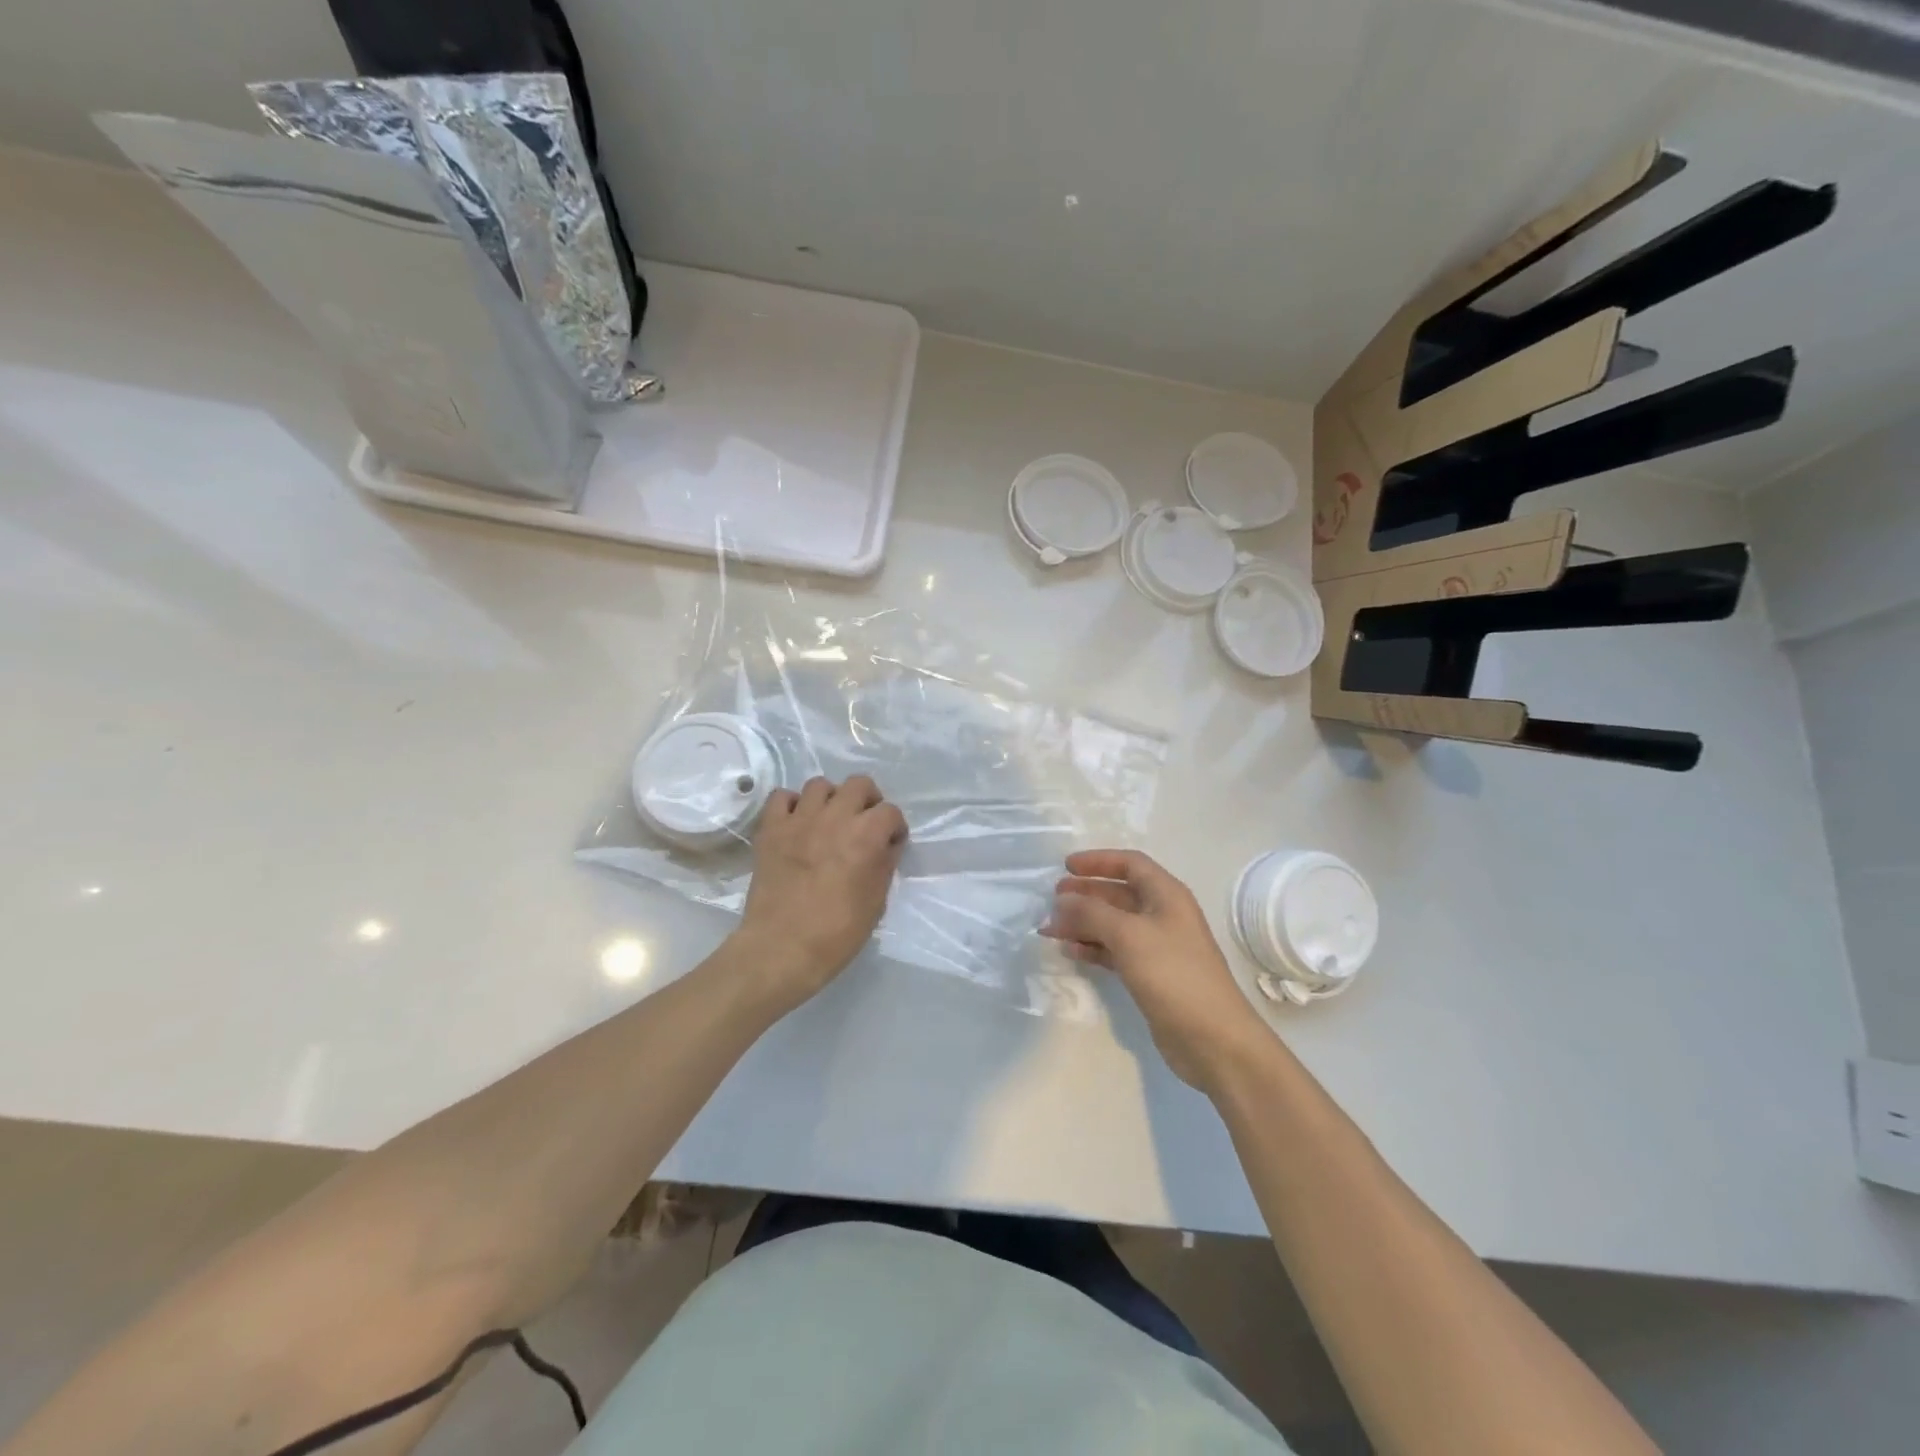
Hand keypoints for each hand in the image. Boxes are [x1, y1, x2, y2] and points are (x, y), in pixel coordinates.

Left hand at [735, 775, 908, 1010]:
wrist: (781, 948)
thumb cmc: (837, 933)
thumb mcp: (876, 902)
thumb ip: (883, 865)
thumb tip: (885, 847)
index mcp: (866, 835)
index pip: (891, 812)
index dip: (894, 828)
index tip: (891, 844)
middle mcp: (835, 817)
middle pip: (859, 784)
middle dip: (868, 801)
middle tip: (864, 824)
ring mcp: (800, 819)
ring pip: (820, 784)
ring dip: (831, 799)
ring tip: (829, 821)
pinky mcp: (771, 829)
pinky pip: (782, 797)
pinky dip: (792, 805)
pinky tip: (797, 824)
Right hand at [1043, 849, 1272, 1093]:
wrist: (1213, 1039)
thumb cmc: (1173, 974)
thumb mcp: (1129, 935)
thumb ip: (1091, 913)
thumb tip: (1062, 901)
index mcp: (1166, 895)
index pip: (1130, 864)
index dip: (1098, 861)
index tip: (1066, 867)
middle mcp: (1163, 915)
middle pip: (1118, 893)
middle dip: (1085, 894)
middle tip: (1053, 900)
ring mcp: (1158, 947)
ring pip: (1113, 924)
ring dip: (1083, 923)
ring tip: (1051, 929)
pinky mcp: (1151, 975)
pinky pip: (1115, 951)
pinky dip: (1093, 947)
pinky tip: (1071, 951)